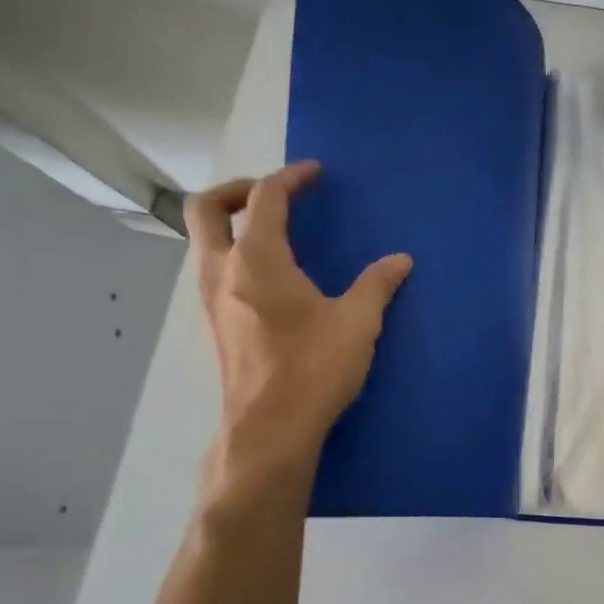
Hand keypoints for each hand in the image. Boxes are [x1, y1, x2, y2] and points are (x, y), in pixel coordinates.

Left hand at [186, 161, 410, 485]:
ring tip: (275, 233)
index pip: (265, 198)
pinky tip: (272, 279)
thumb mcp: (357, 322)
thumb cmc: (314, 368)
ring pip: (203, 240)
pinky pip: (213, 269)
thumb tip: (400, 261)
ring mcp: (211, 300)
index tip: (314, 173)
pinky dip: (234, 254)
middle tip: (274, 194)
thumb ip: (378, 284)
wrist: (269, 430)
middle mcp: (222, 271)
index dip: (290, 178)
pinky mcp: (215, 325)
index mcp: (258, 259)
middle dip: (238, 189)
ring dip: (232, 223)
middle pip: (205, 207)